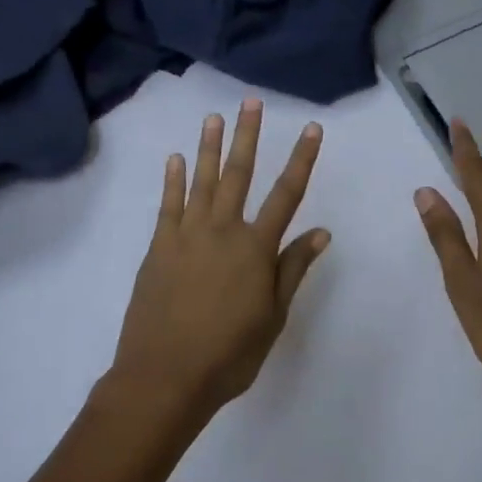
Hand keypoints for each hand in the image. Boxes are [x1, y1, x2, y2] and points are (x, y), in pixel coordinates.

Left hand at [112, 100, 328, 425]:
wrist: (164, 378)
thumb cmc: (229, 354)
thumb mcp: (273, 316)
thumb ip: (293, 269)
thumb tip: (321, 231)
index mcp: (256, 248)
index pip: (287, 194)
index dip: (302, 159)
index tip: (312, 129)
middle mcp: (223, 230)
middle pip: (239, 174)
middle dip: (247, 136)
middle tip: (251, 103)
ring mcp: (187, 235)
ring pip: (201, 181)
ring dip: (208, 147)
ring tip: (214, 116)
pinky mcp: (159, 247)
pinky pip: (167, 205)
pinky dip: (172, 180)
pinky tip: (175, 158)